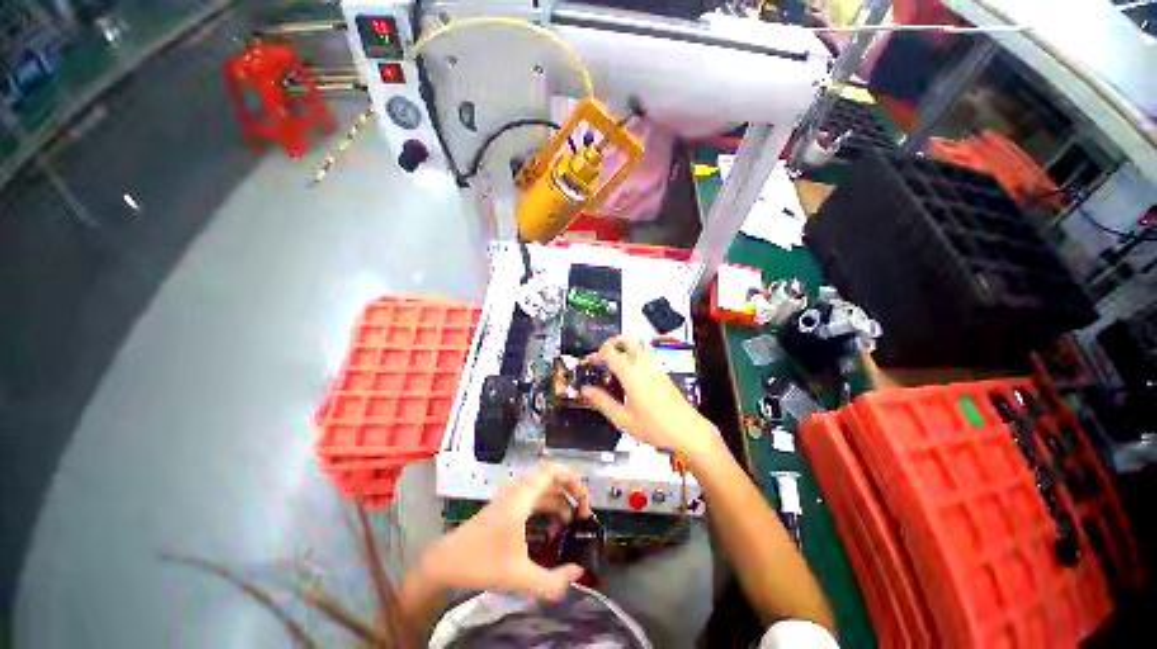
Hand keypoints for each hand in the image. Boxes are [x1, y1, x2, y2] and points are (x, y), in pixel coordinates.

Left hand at [418, 463, 589, 599]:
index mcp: (522, 496)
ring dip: (559, 502)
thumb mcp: (518, 577)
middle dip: (570, 491)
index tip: (585, 501)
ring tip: (569, 526)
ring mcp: (512, 496)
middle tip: (582, 514)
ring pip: (544, 488)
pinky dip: (547, 508)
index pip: (553, 470)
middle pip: (551, 476)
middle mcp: (519, 490)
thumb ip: (552, 581)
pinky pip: (535, 498)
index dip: (573, 479)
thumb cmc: (481, 563)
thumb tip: (579, 573)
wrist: (445, 562)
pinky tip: (550, 530)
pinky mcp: (507, 505)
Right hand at [581, 336, 720, 457]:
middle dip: (612, 343)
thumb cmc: (655, 428)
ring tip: (615, 362)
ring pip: (639, 345)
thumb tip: (586, 390)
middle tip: (602, 355)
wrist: (687, 431)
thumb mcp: (623, 419)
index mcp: (632, 376)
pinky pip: (647, 354)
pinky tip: (631, 372)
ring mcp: (656, 367)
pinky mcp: (663, 372)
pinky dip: (635, 354)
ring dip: (625, 347)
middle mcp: (645, 366)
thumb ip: (603, 402)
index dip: (597, 354)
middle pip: (627, 340)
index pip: (611, 353)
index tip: (589, 362)